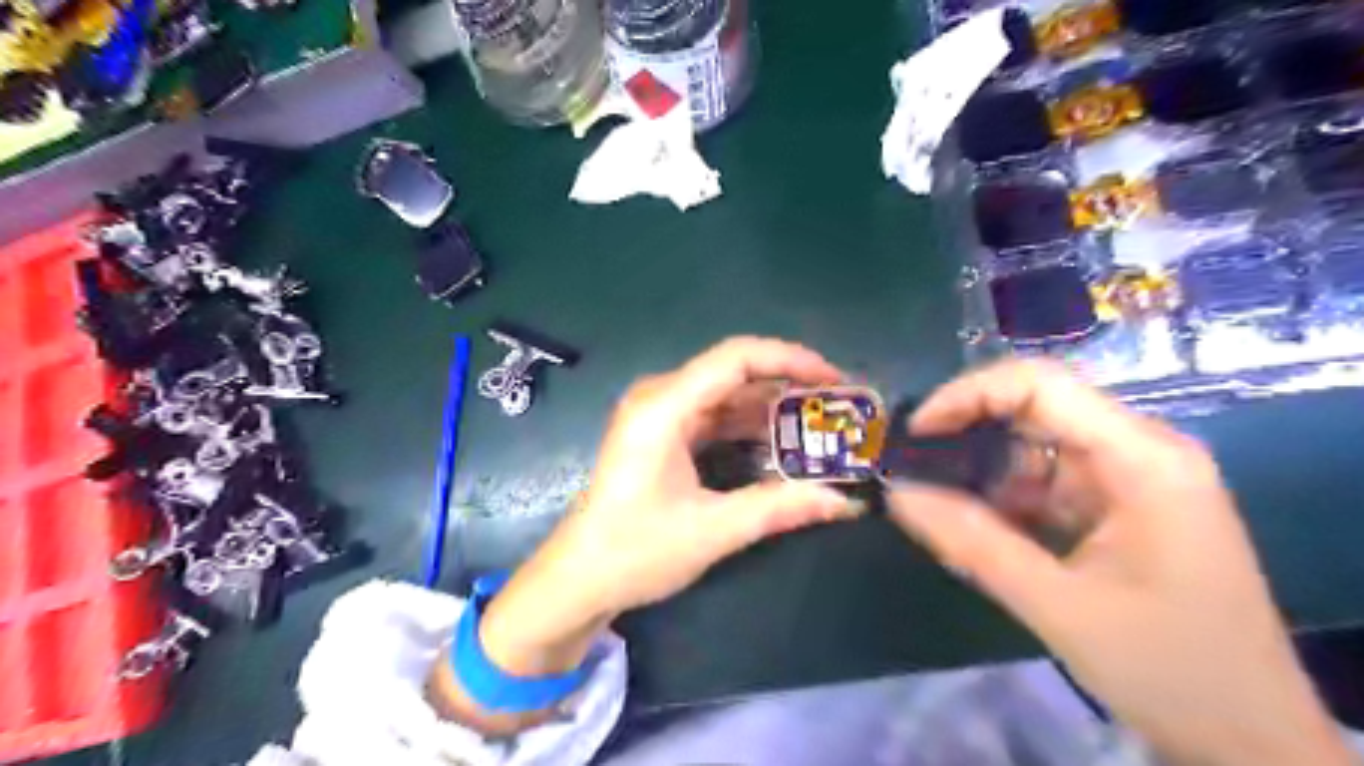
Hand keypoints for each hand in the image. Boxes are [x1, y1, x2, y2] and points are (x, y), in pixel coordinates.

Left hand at [438, 337, 856, 728]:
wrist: (578, 579)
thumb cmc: (635, 551)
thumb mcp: (713, 530)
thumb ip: (780, 508)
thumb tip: (845, 502)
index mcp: (664, 407)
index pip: (737, 358)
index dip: (791, 360)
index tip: (835, 380)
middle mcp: (660, 397)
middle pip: (735, 373)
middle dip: (789, 387)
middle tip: (837, 409)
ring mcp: (659, 415)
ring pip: (727, 396)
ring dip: (772, 410)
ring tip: (820, 428)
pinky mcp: (662, 434)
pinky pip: (714, 417)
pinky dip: (749, 428)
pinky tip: (782, 446)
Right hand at [892, 359, 1344, 765]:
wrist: (1252, 739)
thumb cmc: (1167, 669)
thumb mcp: (1056, 604)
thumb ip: (970, 542)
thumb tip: (895, 492)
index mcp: (1143, 459)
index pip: (1041, 384)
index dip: (967, 395)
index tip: (916, 433)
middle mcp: (1142, 451)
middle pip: (1039, 406)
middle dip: (969, 428)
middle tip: (913, 461)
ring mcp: (1135, 477)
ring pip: (1039, 444)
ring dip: (984, 466)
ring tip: (934, 494)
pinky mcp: (1123, 505)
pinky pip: (1050, 479)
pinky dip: (1007, 494)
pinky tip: (976, 521)